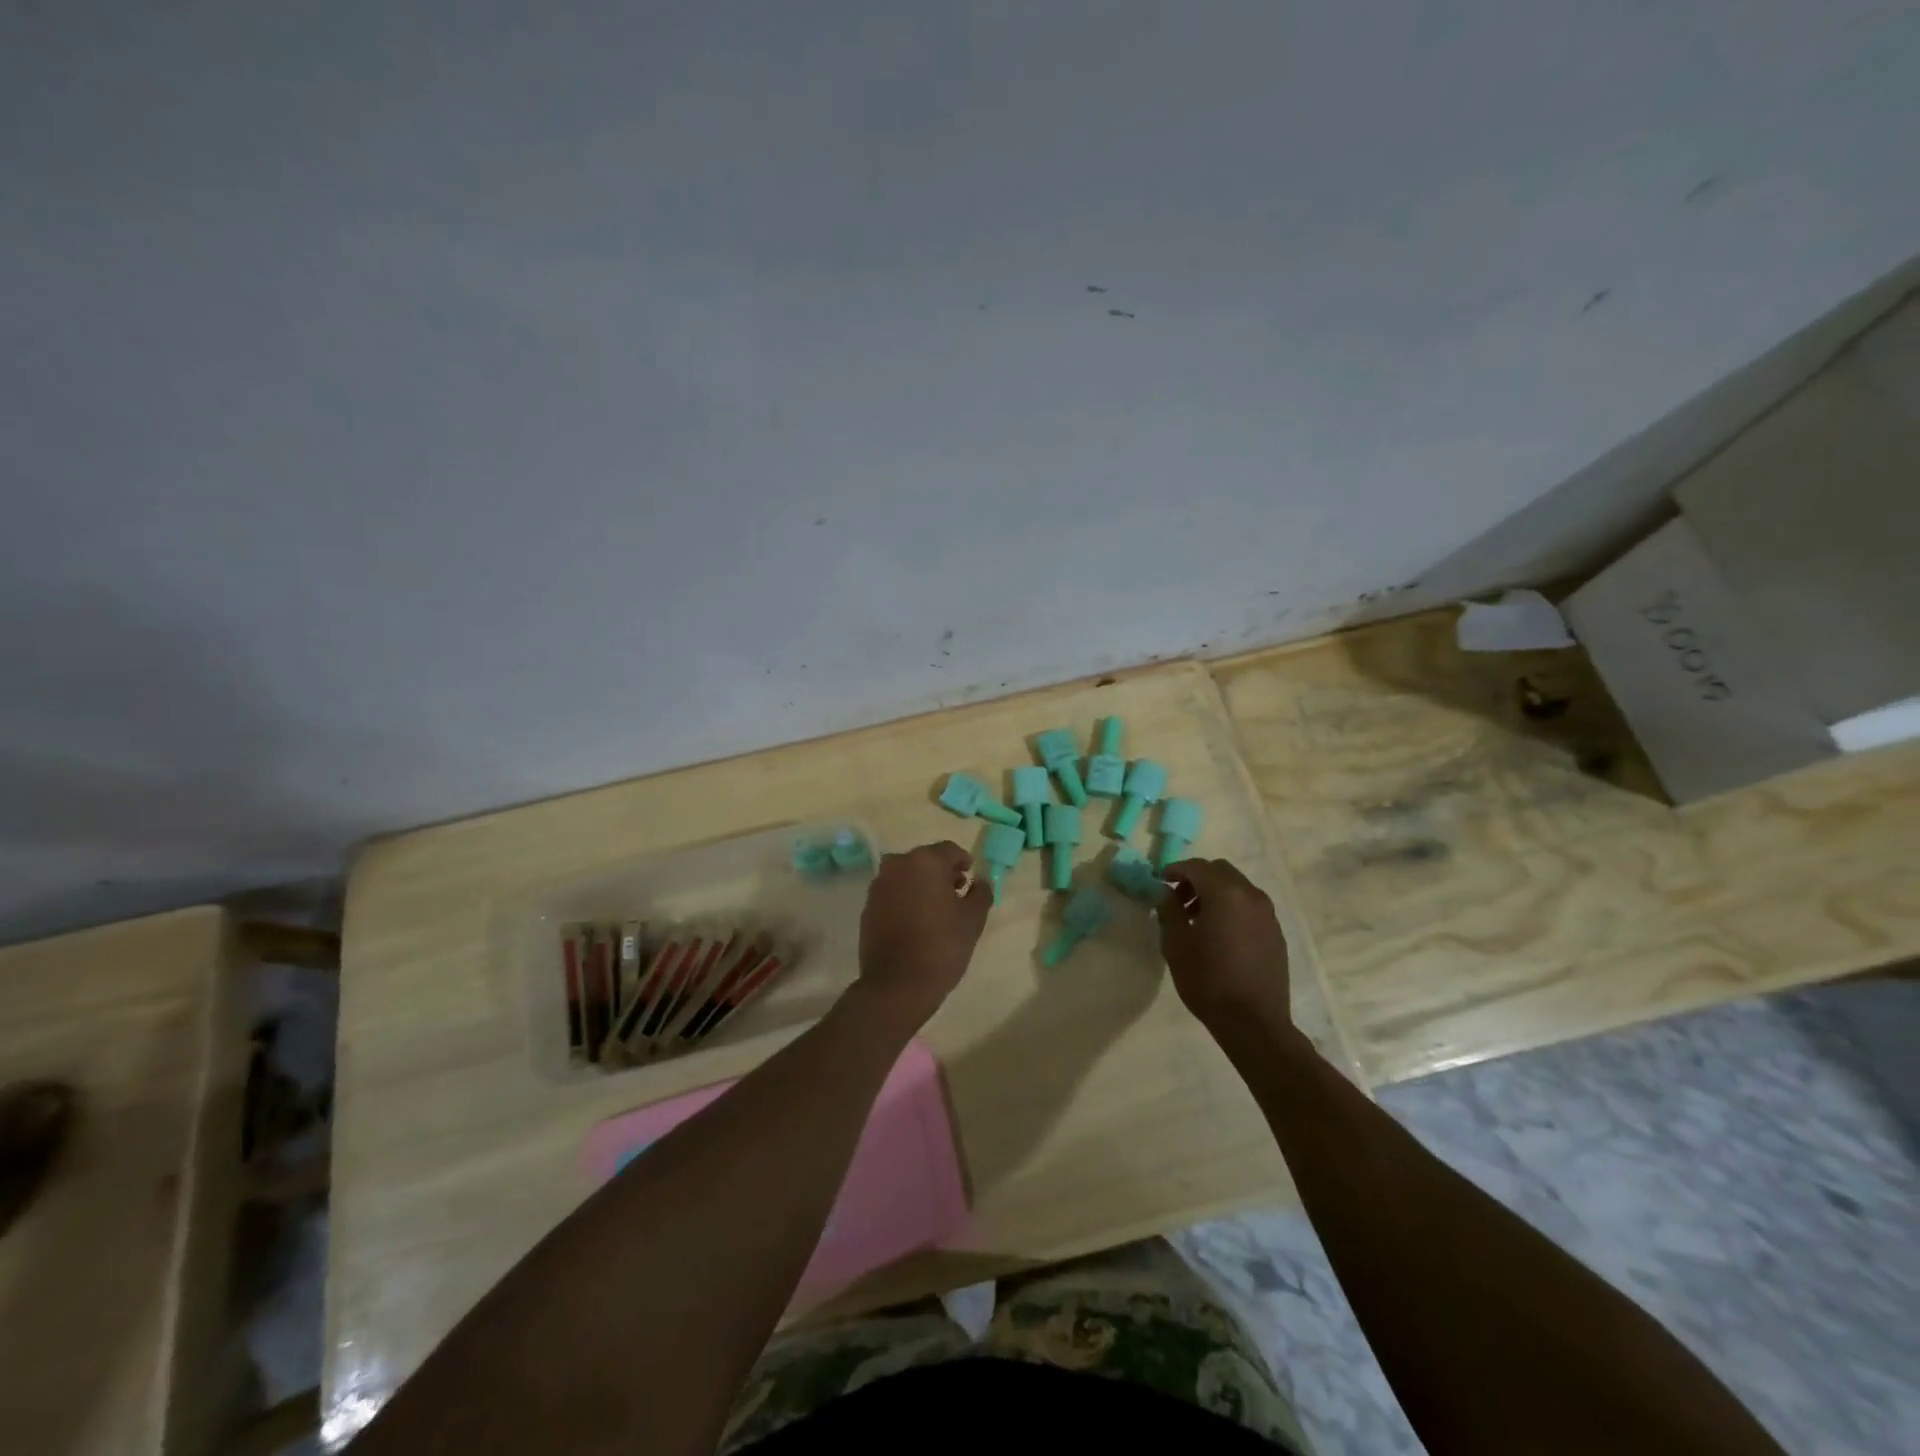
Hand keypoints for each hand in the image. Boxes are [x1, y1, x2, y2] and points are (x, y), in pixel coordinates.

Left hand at [855, 841, 991, 1029]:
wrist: (897, 984)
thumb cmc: (941, 946)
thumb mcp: (973, 919)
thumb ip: (981, 893)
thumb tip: (980, 882)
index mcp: (925, 861)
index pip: (950, 850)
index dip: (963, 862)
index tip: (971, 879)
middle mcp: (898, 864)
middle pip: (926, 860)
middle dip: (942, 873)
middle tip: (957, 894)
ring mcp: (879, 885)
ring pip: (907, 875)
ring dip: (922, 885)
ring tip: (937, 910)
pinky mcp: (868, 906)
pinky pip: (893, 892)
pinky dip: (905, 898)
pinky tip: (916, 921)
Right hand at [1154, 858, 1291, 1030]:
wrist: (1253, 1022)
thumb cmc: (1208, 980)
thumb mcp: (1176, 944)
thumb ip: (1168, 910)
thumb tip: (1165, 892)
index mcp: (1225, 894)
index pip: (1196, 867)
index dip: (1175, 870)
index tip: (1159, 882)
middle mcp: (1250, 895)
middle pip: (1220, 871)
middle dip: (1196, 878)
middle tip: (1177, 900)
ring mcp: (1267, 914)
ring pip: (1237, 887)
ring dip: (1215, 892)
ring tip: (1197, 919)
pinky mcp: (1275, 932)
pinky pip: (1249, 906)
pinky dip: (1231, 907)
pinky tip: (1220, 934)